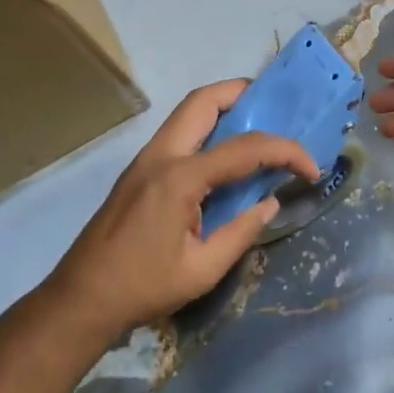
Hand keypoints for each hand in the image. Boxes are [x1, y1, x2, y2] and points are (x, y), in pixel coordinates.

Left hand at [46, 80, 320, 340]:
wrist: (81, 298)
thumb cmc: (143, 287)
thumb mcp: (203, 270)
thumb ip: (242, 231)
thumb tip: (271, 202)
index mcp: (180, 178)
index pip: (244, 148)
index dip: (285, 151)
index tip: (312, 168)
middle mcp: (162, 155)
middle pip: (204, 101)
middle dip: (244, 94)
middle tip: (276, 108)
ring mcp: (146, 158)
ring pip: (188, 111)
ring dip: (223, 107)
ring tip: (255, 123)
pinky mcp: (139, 169)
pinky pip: (179, 132)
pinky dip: (207, 127)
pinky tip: (224, 152)